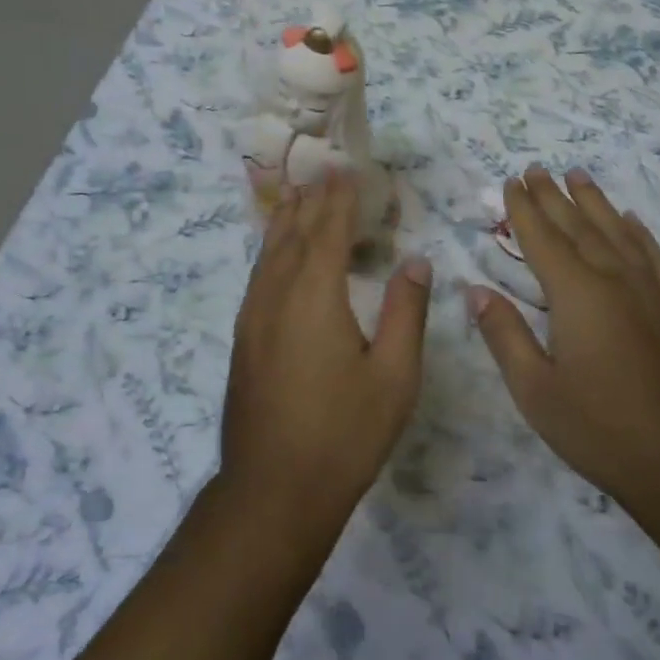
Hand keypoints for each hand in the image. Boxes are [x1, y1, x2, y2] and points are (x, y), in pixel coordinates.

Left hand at [220, 172, 430, 544]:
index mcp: (315, 296)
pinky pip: (259, 277)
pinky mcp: (243, 340)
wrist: (272, 491)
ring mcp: (253, 318)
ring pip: (269, 254)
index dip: (337, 198)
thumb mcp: (394, 376)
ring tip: (296, 197)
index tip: (344, 169)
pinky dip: (272, 252)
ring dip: (285, 221)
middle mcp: (277, 296)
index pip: (327, 231)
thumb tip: (416, 262)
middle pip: (292, 234)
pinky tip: (277, 258)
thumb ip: (406, 312)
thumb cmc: (343, 433)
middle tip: (321, 171)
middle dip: (309, 200)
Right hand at [470, 167, 659, 511]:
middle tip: (536, 168)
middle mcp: (615, 279)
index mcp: (576, 294)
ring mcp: (653, 291)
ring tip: (578, 175)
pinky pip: (655, 256)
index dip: (523, 208)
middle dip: (553, 196)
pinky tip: (631, 220)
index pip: (542, 238)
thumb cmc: (602, 429)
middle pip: (578, 226)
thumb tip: (475, 290)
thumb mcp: (536, 392)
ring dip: (595, 202)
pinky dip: (639, 233)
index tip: (510, 181)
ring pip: (618, 232)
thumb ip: (505, 335)